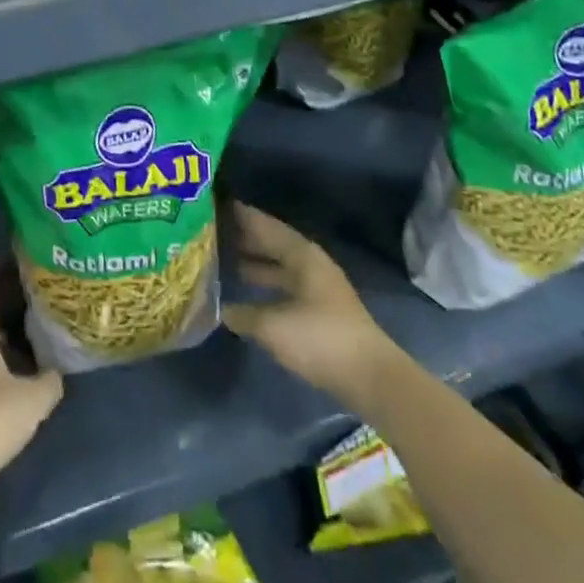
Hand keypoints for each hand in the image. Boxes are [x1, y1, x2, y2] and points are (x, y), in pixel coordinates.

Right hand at [222, 203, 401, 404]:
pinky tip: (248, 295)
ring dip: (255, 263)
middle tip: (213, 232)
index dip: (243, 216)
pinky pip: (285, 286)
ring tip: (224, 261)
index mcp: (302, 255)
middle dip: (246, 238)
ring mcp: (318, 287)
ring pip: (280, 266)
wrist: (370, 378)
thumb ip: (244, 314)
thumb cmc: (320, 339)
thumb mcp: (274, 326)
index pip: (266, 226)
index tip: (217, 204)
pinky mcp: (321, 310)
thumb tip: (220, 309)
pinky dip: (266, 285)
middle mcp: (311, 264)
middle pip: (274, 244)